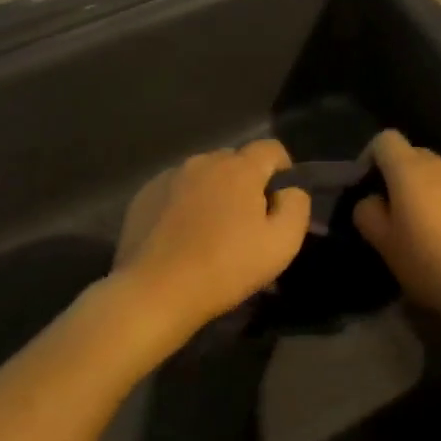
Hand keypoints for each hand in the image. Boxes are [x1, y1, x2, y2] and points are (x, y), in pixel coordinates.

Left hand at [114, 139, 310, 329]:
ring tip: (211, 229)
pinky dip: (184, 204)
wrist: (155, 292)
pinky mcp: (144, 196)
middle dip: (246, 182)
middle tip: (247, 220)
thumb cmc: (225, 267)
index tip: (280, 198)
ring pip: (203, 174)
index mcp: (240, 169)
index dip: (283, 169)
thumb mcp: (282, 244)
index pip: (271, 148)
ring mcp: (169, 177)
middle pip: (235, 160)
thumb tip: (289, 191)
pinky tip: (182, 235)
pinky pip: (175, 190)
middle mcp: (203, 162)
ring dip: (214, 192)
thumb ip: (296, 207)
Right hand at [353, 131, 440, 328]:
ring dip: (428, 190)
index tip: (367, 186)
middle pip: (414, 155)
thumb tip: (372, 199)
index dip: (371, 157)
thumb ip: (368, 214)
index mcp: (411, 170)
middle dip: (399, 176)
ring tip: (427, 226)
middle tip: (395, 213)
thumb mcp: (385, 245)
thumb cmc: (431, 264)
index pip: (385, 140)